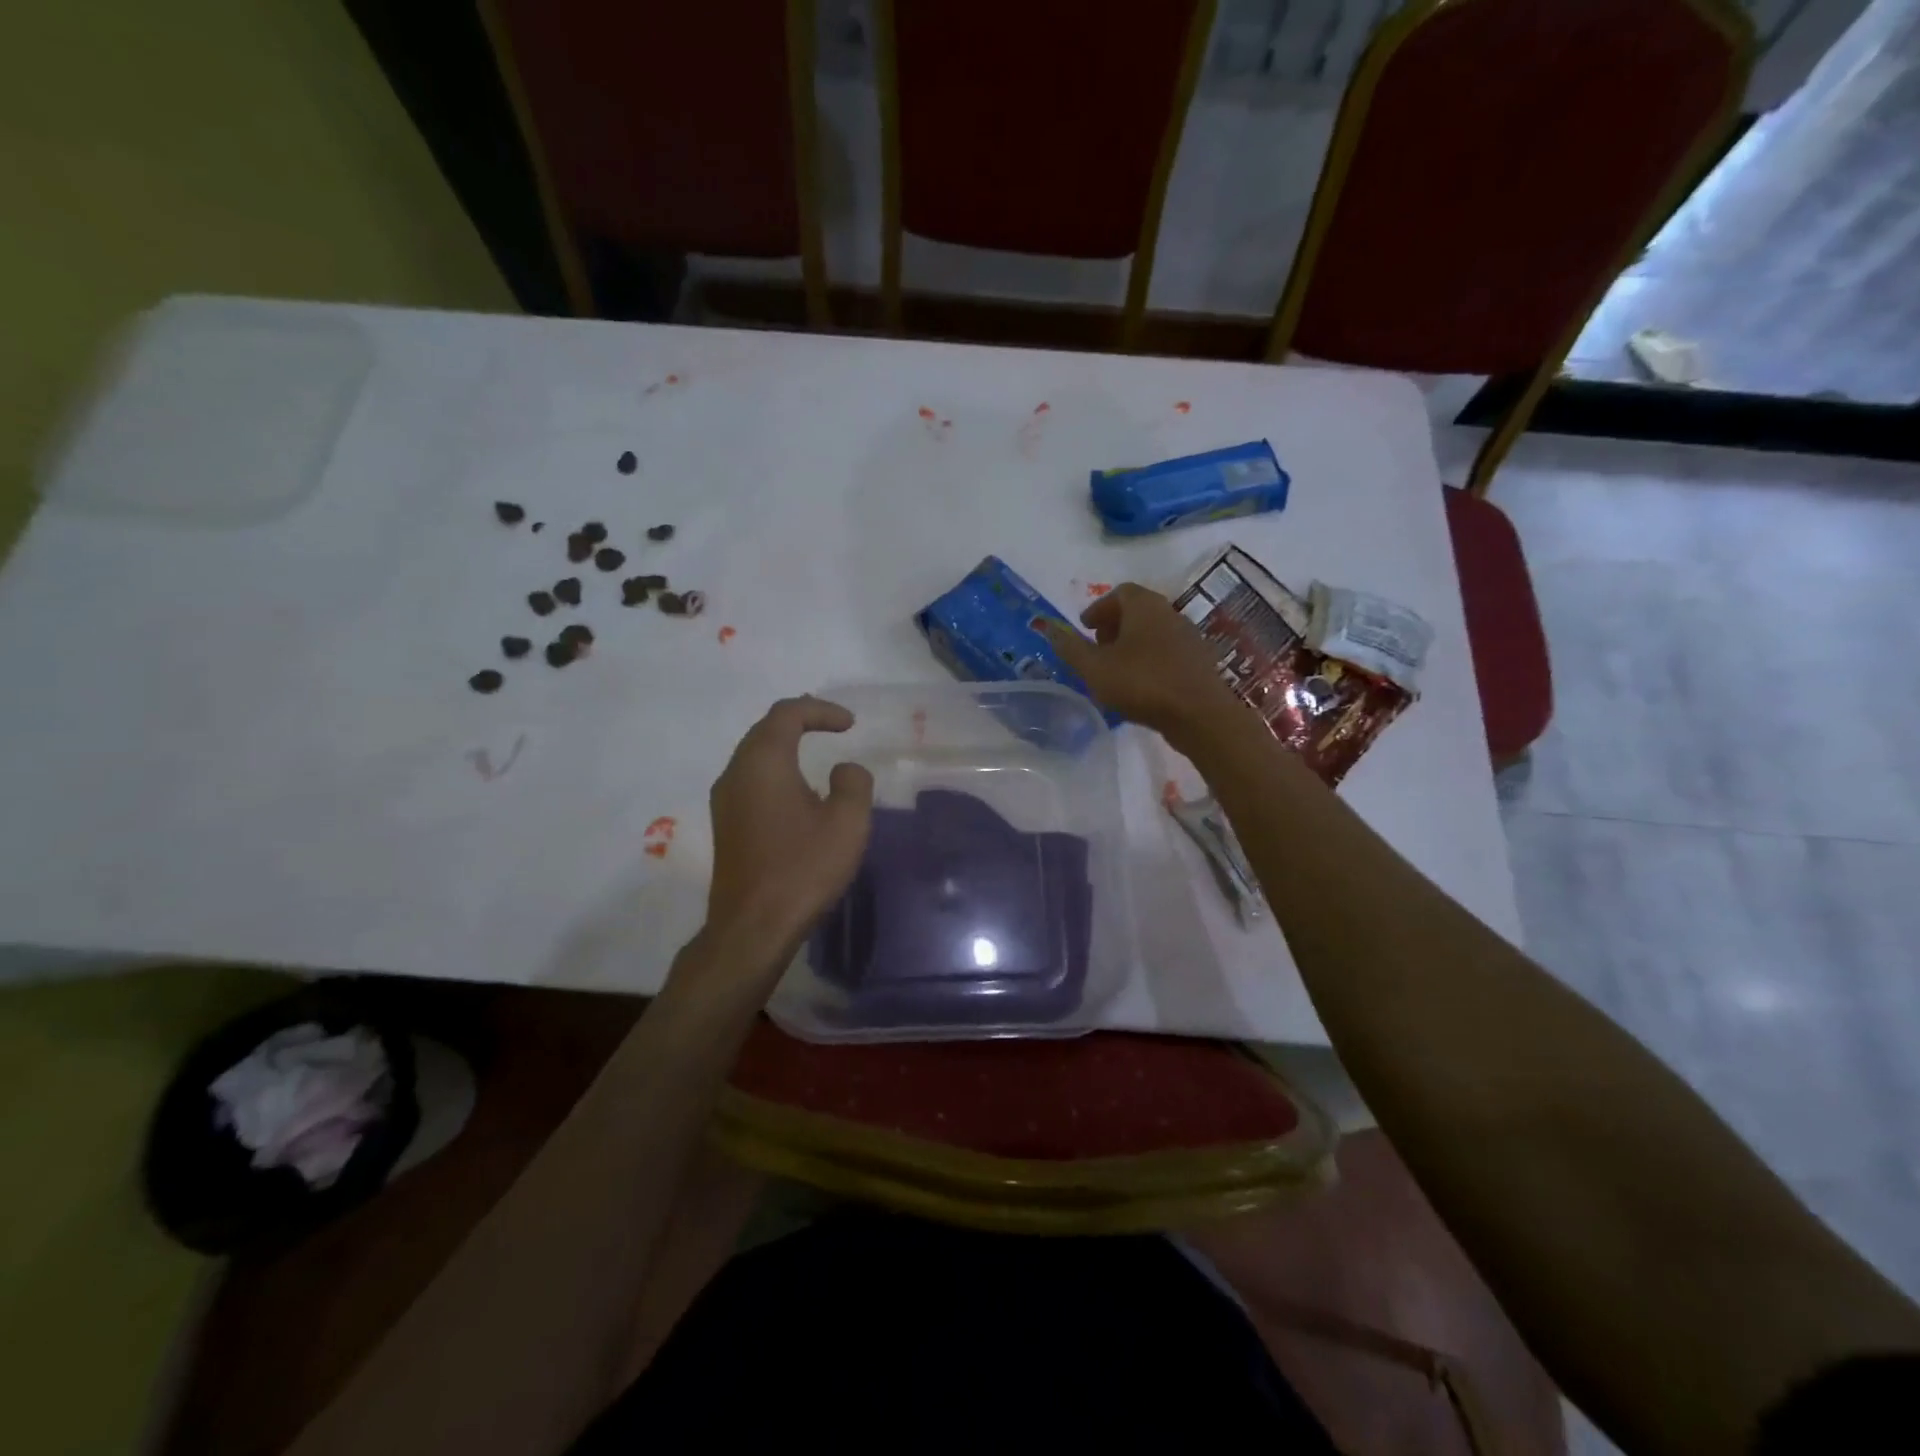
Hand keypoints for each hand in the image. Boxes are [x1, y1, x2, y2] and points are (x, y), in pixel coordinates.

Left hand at [702, 696, 873, 964]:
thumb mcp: (847, 822)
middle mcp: (736, 772)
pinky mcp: (726, 825)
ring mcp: (725, 800)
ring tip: (815, 748)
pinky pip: (750, 779)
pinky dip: (776, 769)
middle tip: (831, 724)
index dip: (820, 710)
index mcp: (763, 762)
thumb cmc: (803, 869)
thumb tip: (843, 770)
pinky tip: (796, 789)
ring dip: (785, 745)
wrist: (752, 928)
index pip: (787, 714)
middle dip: (800, 720)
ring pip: (754, 754)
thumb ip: (853, 783)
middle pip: (765, 729)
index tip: (850, 724)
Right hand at [1043, 584, 1241, 746]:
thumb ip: (1070, 647)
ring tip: (1114, 669)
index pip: (1119, 592)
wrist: (1200, 714)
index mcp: (1144, 606)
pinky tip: (1139, 685)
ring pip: (1153, 632)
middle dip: (1114, 625)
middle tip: (1096, 647)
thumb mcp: (1094, 668)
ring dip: (1131, 644)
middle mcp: (1169, 613)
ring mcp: (1188, 637)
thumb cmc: (1142, 683)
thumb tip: (1048, 627)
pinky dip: (1148, 659)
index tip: (1085, 628)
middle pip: (1137, 610)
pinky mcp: (1198, 662)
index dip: (1098, 608)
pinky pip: (1166, 651)